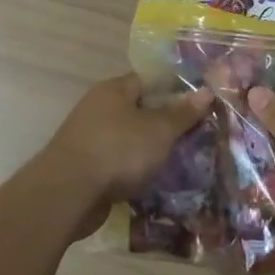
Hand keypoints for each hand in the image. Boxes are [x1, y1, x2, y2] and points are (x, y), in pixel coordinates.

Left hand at [37, 73, 213, 206]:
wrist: (68, 194)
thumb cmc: (118, 150)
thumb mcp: (159, 129)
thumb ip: (182, 112)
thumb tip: (206, 91)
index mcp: (114, 89)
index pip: (148, 80)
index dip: (175, 89)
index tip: (199, 103)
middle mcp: (98, 108)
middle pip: (139, 111)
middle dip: (165, 124)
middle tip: (197, 135)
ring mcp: (89, 139)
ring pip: (130, 140)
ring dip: (151, 150)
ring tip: (183, 161)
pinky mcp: (86, 168)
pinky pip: (119, 164)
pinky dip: (135, 171)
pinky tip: (157, 183)